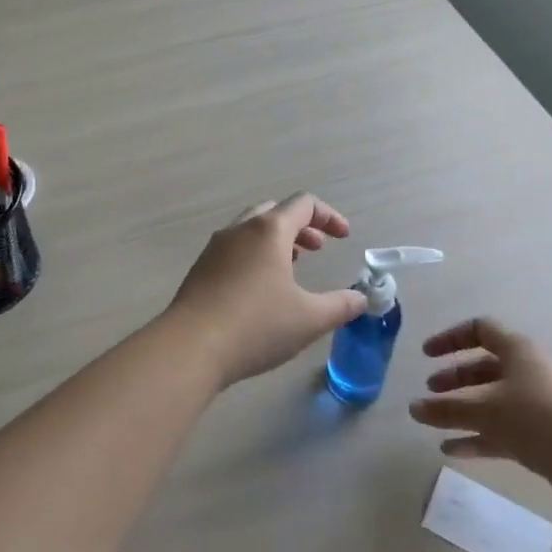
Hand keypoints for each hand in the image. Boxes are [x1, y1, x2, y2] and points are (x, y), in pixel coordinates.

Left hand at [165, 194, 367, 388]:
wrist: (190, 347)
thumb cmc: (256, 326)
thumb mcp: (309, 319)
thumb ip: (341, 306)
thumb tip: (360, 299)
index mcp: (268, 230)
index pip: (303, 204)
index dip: (329, 216)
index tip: (344, 238)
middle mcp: (239, 230)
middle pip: (274, 212)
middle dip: (301, 226)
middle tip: (316, 249)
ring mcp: (214, 248)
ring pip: (250, 230)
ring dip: (276, 241)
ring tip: (291, 268)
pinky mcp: (200, 269)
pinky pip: (233, 250)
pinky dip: (254, 256)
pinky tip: (260, 289)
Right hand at [408, 318, 551, 515]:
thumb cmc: (536, 418)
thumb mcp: (484, 410)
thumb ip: (446, 409)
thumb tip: (413, 408)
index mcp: (518, 351)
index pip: (479, 330)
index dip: (451, 339)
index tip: (427, 355)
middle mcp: (528, 372)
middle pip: (484, 367)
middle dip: (454, 378)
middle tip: (430, 391)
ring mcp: (538, 405)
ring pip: (492, 401)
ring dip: (463, 409)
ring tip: (433, 421)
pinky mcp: (543, 436)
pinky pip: (502, 431)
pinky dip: (477, 437)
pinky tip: (452, 450)